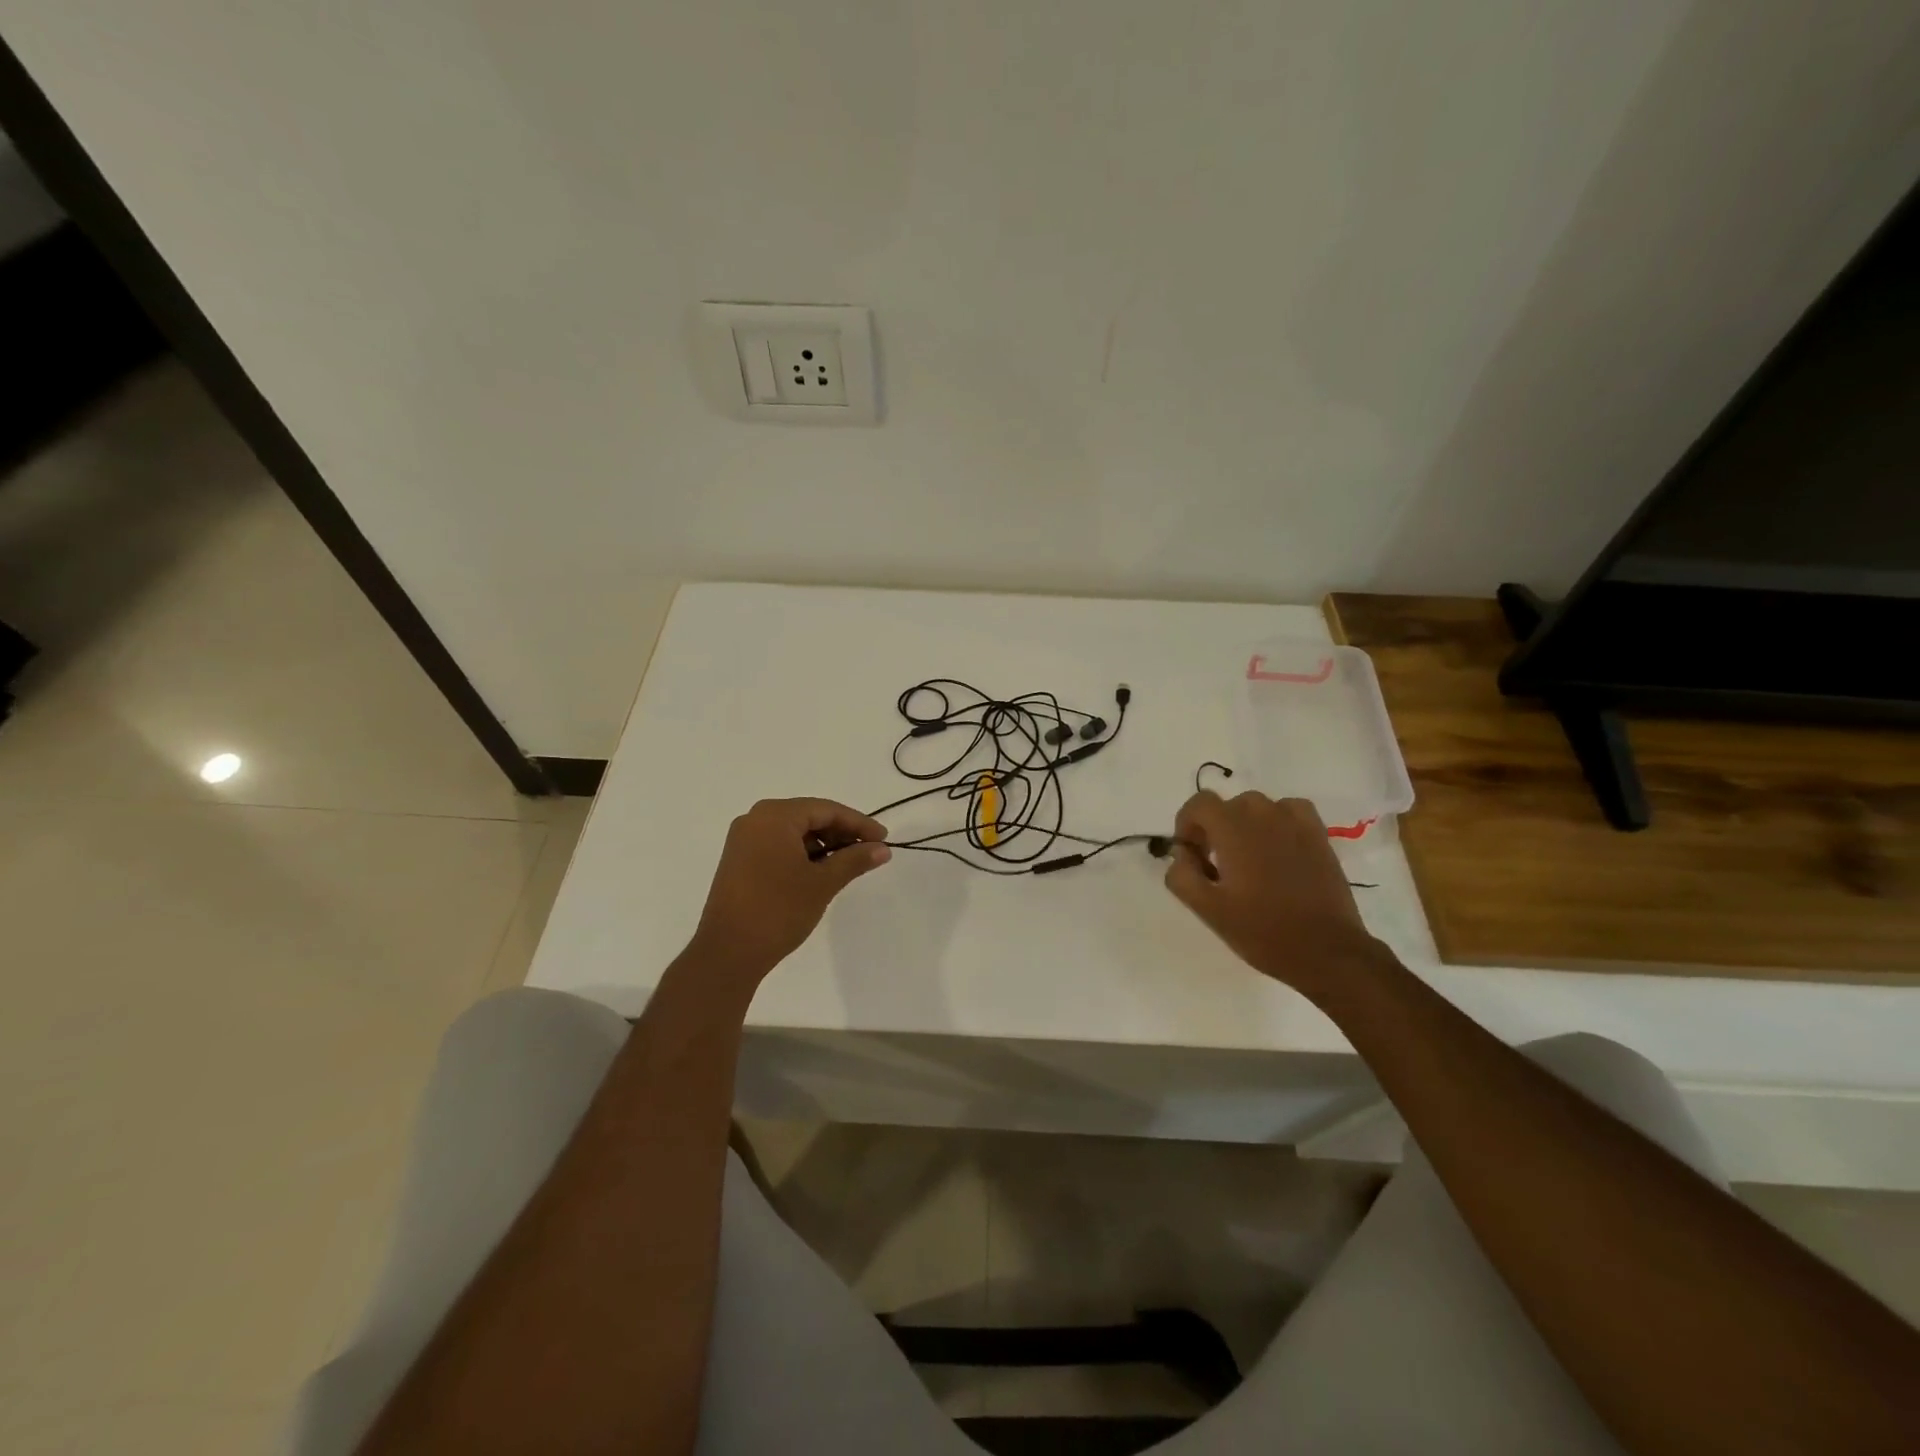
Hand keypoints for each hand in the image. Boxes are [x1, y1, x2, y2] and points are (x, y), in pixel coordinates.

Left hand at [687, 798, 889, 982]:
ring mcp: (744, 839)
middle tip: (870, 850)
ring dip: (823, 844)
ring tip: (849, 863)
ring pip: (794, 832)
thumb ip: (854, 860)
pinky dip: (803, 853)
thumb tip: (883, 849)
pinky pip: (779, 845)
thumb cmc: (778, 911)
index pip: (826, 809)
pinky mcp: (739, 860)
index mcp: (775, 816)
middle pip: (809, 816)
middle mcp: (756, 819)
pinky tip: (822, 870)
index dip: (859, 823)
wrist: (728, 952)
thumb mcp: (823, 883)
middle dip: (841, 832)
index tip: (884, 838)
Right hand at [1163, 790, 1378, 995]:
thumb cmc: (1262, 931)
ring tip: (1247, 860)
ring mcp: (1295, 822)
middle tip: (1216, 866)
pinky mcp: (1318, 835)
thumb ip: (1182, 874)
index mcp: (1233, 829)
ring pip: (1258, 808)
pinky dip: (1276, 822)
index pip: (1199, 803)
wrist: (1326, 951)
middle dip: (1214, 829)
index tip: (1191, 854)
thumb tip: (1182, 853)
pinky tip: (1277, 848)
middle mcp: (1264, 814)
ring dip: (1244, 826)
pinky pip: (1289, 811)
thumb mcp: (1207, 909)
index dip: (1187, 824)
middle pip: (1227, 806)